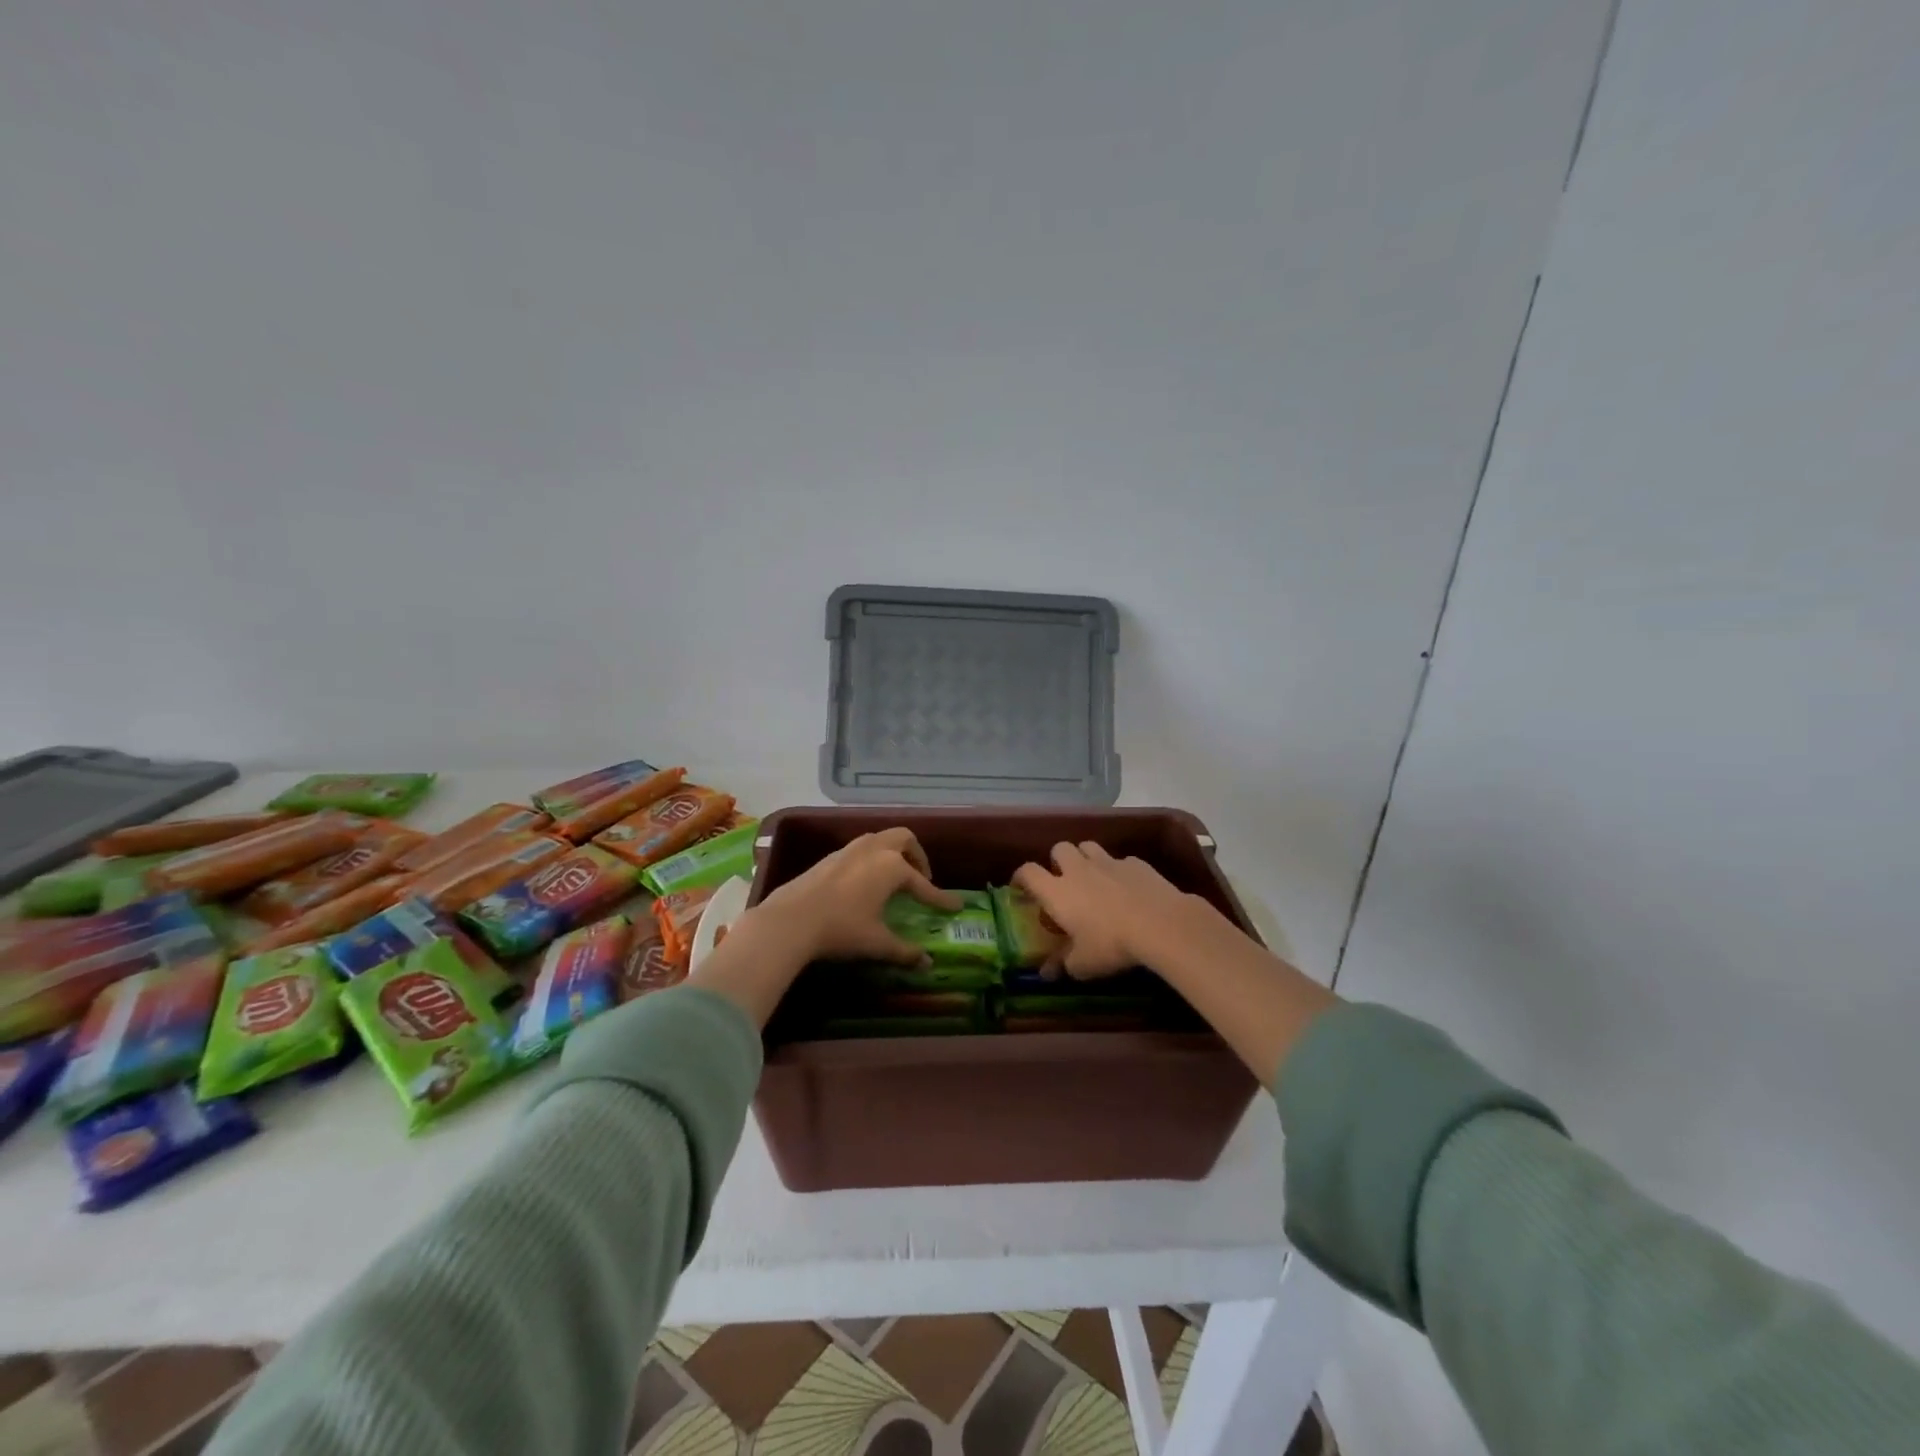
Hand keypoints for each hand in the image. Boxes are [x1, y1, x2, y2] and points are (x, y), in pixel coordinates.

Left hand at [753, 828, 962, 964]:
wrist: (790, 920)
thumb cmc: (841, 929)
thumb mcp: (877, 943)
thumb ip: (905, 951)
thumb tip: (927, 963)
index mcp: (892, 867)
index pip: (923, 884)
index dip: (940, 897)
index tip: (955, 905)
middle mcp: (873, 850)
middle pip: (904, 838)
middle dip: (917, 855)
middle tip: (920, 878)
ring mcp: (848, 850)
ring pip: (879, 839)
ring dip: (892, 852)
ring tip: (893, 877)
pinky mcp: (828, 857)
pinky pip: (859, 849)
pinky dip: (870, 859)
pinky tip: (863, 882)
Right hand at [1012, 842, 1212, 978]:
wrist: (1160, 924)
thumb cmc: (1111, 944)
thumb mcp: (1083, 964)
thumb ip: (1063, 965)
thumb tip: (1047, 973)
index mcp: (1057, 891)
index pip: (1028, 872)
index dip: (1021, 876)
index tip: (1020, 887)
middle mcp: (1078, 869)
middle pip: (1059, 848)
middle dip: (1057, 861)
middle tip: (1063, 881)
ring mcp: (1108, 862)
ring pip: (1088, 847)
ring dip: (1085, 858)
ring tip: (1093, 878)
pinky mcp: (1136, 863)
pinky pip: (1121, 860)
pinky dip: (1119, 871)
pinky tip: (1128, 888)